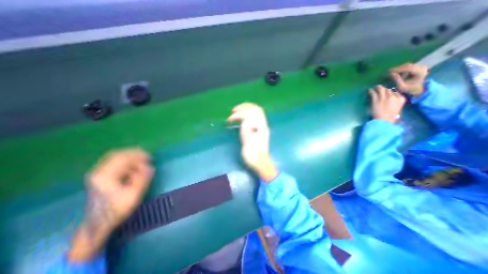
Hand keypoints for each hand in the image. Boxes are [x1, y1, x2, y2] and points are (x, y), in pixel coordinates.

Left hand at [68, 149, 152, 261]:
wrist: (96, 225)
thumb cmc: (116, 210)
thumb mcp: (133, 195)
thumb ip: (142, 178)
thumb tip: (149, 166)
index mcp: (106, 176)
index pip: (123, 158)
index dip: (139, 155)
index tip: (151, 158)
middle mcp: (98, 172)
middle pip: (118, 155)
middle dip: (134, 153)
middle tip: (147, 156)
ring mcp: (97, 174)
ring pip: (115, 158)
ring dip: (130, 157)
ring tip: (142, 160)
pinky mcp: (99, 177)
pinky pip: (113, 163)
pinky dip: (125, 161)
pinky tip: (133, 167)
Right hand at [226, 103, 275, 181]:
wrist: (260, 162)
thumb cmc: (253, 153)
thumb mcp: (248, 139)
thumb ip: (246, 127)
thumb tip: (243, 115)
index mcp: (261, 125)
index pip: (255, 109)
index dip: (244, 107)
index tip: (234, 111)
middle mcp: (262, 124)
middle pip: (255, 110)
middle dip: (244, 108)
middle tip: (233, 112)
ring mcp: (261, 128)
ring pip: (253, 115)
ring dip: (244, 113)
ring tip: (234, 117)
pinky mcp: (258, 132)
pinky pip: (252, 121)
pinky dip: (245, 119)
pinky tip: (239, 123)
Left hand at [370, 85, 408, 123]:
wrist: (384, 120)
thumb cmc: (390, 117)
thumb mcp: (397, 108)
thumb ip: (395, 102)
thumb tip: (391, 99)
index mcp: (401, 99)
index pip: (396, 93)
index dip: (391, 93)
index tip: (388, 93)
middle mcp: (393, 96)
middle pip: (388, 90)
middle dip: (384, 89)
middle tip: (380, 89)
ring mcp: (384, 97)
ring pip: (381, 90)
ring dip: (378, 88)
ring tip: (375, 87)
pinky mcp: (376, 99)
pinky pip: (373, 93)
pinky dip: (371, 91)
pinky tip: (369, 90)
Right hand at [391, 62, 427, 94]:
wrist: (417, 88)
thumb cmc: (408, 88)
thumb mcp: (401, 86)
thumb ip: (397, 80)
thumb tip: (392, 74)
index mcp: (420, 72)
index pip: (408, 68)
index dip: (398, 69)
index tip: (389, 71)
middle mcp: (422, 68)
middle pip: (408, 65)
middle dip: (398, 68)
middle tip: (389, 72)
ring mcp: (420, 66)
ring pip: (407, 65)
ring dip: (399, 68)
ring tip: (392, 72)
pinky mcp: (418, 67)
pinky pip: (408, 66)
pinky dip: (401, 68)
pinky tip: (397, 72)